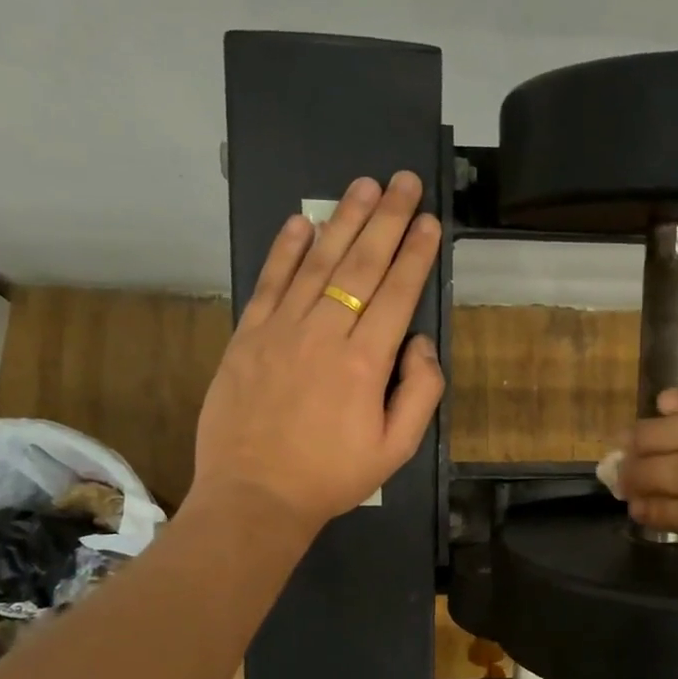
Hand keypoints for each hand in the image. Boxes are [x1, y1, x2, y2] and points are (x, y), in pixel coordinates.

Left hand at [187, 171, 444, 533]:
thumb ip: (420, 392)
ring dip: (343, 220)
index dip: (416, 254)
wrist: (254, 497)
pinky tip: (302, 222)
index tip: (430, 221)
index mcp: (365, 363)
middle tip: (405, 181)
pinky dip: (285, 250)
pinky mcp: (247, 336)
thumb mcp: (396, 449)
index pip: (396, 293)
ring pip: (317, 264)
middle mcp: (324, 334)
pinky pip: (269, 283)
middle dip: (387, 219)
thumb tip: (420, 341)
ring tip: (364, 185)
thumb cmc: (332, 477)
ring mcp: (280, 330)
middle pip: (360, 265)